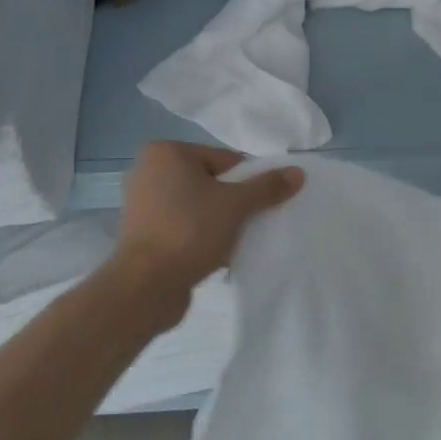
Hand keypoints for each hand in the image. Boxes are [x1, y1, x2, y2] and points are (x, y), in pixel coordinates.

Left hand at [112, 141, 304, 294]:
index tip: (258, 206)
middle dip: (233, 202)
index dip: (248, 182)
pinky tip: (215, 253)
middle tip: (250, 223)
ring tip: (233, 241)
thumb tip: (298, 172)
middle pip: (211, 181)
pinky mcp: (142, 232)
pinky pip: (183, 225)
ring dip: (219, 221)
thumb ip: (268, 186)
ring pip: (198, 205)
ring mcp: (142, 203)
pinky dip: (200, 235)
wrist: (146, 286)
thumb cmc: (190, 231)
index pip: (225, 160)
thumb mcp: (237, 205)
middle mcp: (148, 171)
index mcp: (166, 153)